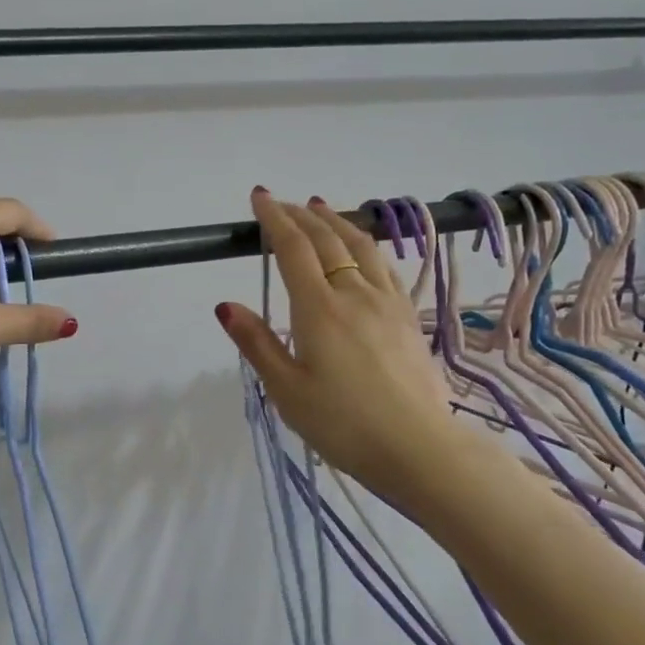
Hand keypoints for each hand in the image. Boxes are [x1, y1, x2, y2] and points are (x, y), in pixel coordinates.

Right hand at [216, 190, 463, 508]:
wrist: (418, 447)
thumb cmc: (342, 424)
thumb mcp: (287, 390)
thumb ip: (257, 343)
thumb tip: (226, 305)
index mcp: (319, 309)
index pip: (293, 248)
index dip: (275, 218)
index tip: (260, 197)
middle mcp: (354, 293)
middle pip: (327, 239)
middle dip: (301, 215)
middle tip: (283, 202)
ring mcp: (387, 302)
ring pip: (360, 246)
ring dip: (336, 222)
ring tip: (321, 208)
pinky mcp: (407, 317)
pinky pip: (384, 266)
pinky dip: (365, 245)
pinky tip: (362, 249)